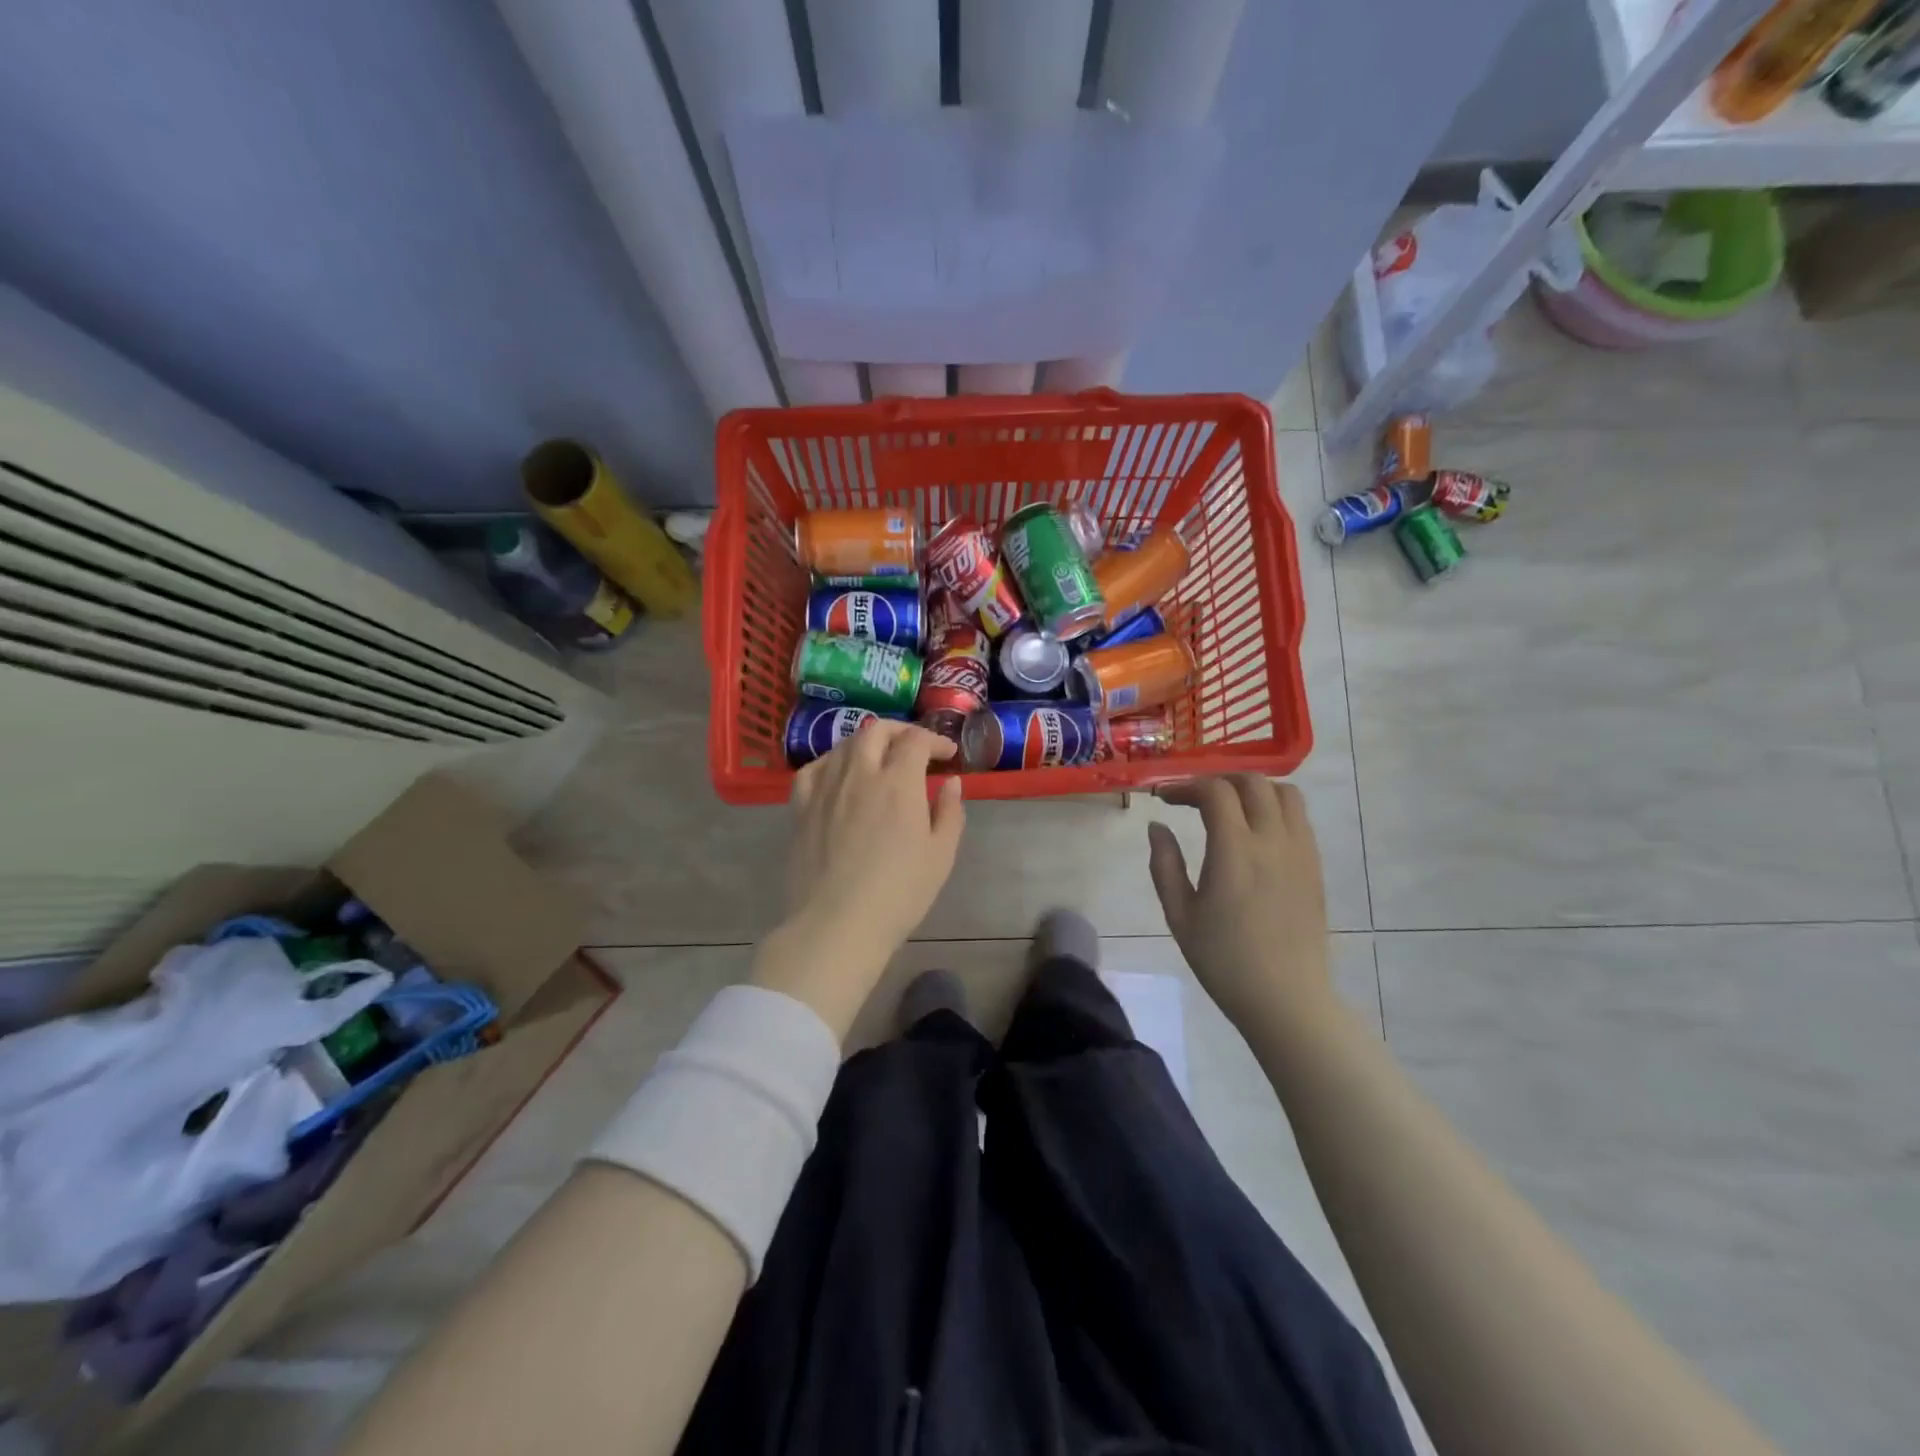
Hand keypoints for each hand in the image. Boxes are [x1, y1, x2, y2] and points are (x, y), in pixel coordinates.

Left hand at [781, 718, 965, 970]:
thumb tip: (951, 782)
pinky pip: (813, 769)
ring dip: (868, 742)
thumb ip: (949, 813)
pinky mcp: (801, 808)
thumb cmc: (898, 894)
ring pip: (844, 745)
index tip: (948, 756)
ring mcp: (825, 789)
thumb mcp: (940, 856)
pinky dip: (831, 761)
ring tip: (881, 758)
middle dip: (901, 730)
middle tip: (916, 746)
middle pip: (876, 731)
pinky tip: (838, 773)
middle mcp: (859, 774)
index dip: (935, 740)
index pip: (916, 741)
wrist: (837, 924)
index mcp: (898, 783)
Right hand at [1147, 775, 1331, 1030]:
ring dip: (1253, 789)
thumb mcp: (1179, 915)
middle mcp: (1273, 840)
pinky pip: (1299, 818)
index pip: (1215, 791)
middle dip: (1218, 779)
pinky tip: (1255, 832)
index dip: (1186, 786)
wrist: (1285, 998)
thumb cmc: (1224, 960)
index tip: (1165, 798)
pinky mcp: (1315, 865)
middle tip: (1194, 798)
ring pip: (1284, 792)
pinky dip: (1274, 808)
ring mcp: (1301, 851)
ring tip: (1229, 807)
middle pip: (1252, 782)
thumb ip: (1165, 865)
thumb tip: (1157, 826)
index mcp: (1236, 851)